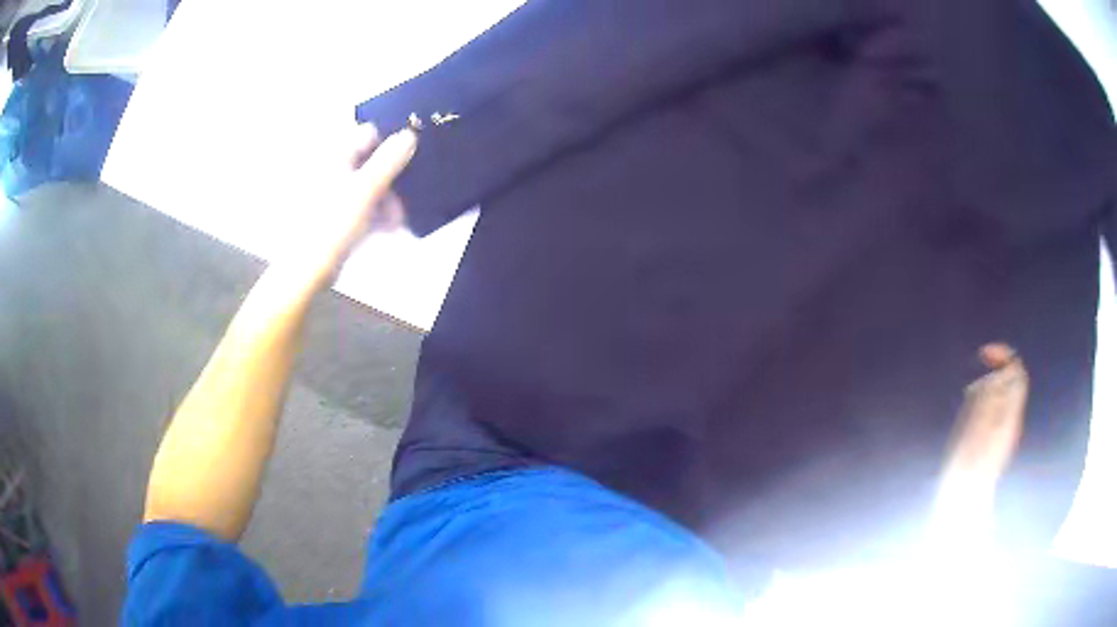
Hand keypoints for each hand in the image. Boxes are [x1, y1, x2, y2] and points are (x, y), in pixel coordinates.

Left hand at [280, 123, 417, 287]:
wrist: (307, 267)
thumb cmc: (334, 223)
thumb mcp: (366, 189)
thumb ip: (389, 161)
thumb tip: (409, 134)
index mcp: (335, 156)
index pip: (367, 134)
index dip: (389, 142)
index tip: (407, 158)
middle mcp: (333, 169)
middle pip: (370, 161)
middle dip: (391, 178)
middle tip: (406, 196)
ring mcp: (333, 193)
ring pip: (368, 185)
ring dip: (387, 198)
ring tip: (397, 219)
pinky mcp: (335, 215)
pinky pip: (361, 205)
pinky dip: (376, 212)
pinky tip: (388, 227)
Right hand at [931, 343, 1027, 547]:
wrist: (963, 501)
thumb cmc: (967, 466)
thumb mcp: (978, 427)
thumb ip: (991, 398)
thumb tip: (1002, 373)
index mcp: (1010, 414)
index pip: (1017, 372)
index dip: (1003, 356)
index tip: (983, 355)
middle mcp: (1010, 420)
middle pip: (1011, 382)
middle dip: (993, 373)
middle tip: (973, 385)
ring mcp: (1003, 432)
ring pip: (1001, 396)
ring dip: (986, 390)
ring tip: (969, 402)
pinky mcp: (993, 442)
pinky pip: (994, 411)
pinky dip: (983, 404)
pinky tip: (970, 418)